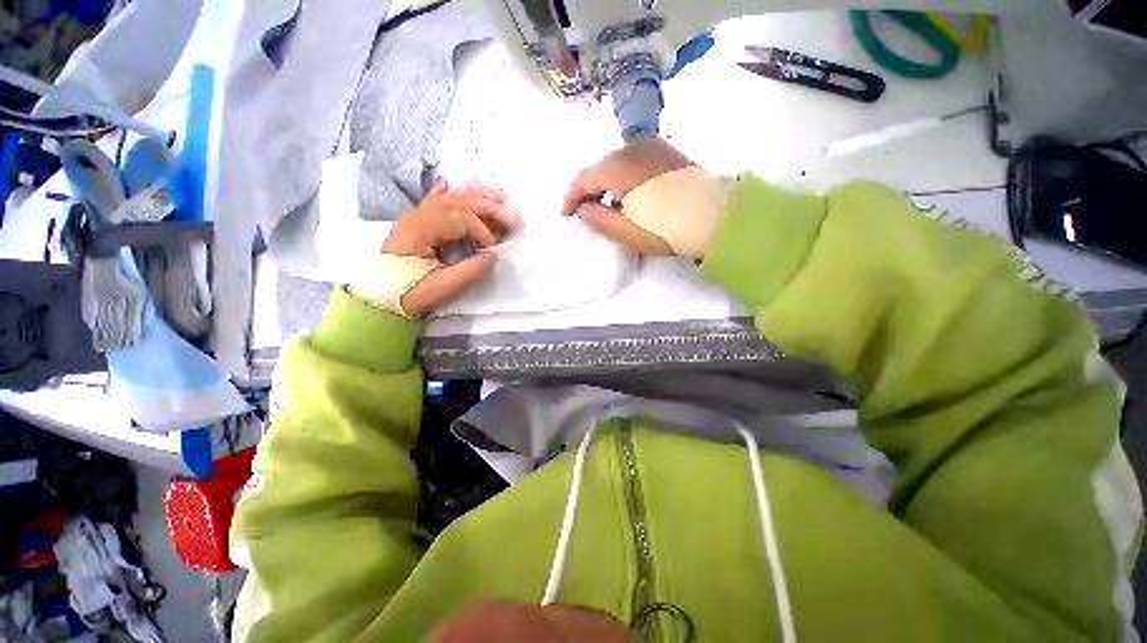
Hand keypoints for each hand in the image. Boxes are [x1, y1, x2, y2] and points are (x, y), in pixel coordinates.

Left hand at [366, 179, 511, 317]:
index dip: (482, 231)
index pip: (459, 219)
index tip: (494, 249)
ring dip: (473, 195)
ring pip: (447, 199)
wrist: (382, 299)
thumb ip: (471, 271)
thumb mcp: (444, 287)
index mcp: (420, 230)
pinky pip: (429, 202)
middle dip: (485, 206)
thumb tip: (493, 255)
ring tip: (496, 194)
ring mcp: (414, 218)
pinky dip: (441, 192)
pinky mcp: (415, 225)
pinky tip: (447, 181)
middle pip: (456, 202)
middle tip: (509, 212)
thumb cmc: (412, 294)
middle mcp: (416, 217)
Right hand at [561, 139, 694, 254]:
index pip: (583, 178)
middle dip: (588, 192)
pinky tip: (627, 197)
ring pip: (616, 165)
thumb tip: (584, 209)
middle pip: (599, 169)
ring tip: (605, 208)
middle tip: (584, 213)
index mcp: (618, 166)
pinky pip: (633, 164)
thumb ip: (597, 218)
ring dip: (606, 186)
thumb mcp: (625, 230)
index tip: (566, 216)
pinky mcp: (665, 152)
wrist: (715, 216)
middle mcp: (632, 148)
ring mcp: (651, 147)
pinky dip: (623, 180)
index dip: (571, 198)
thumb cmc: (666, 227)